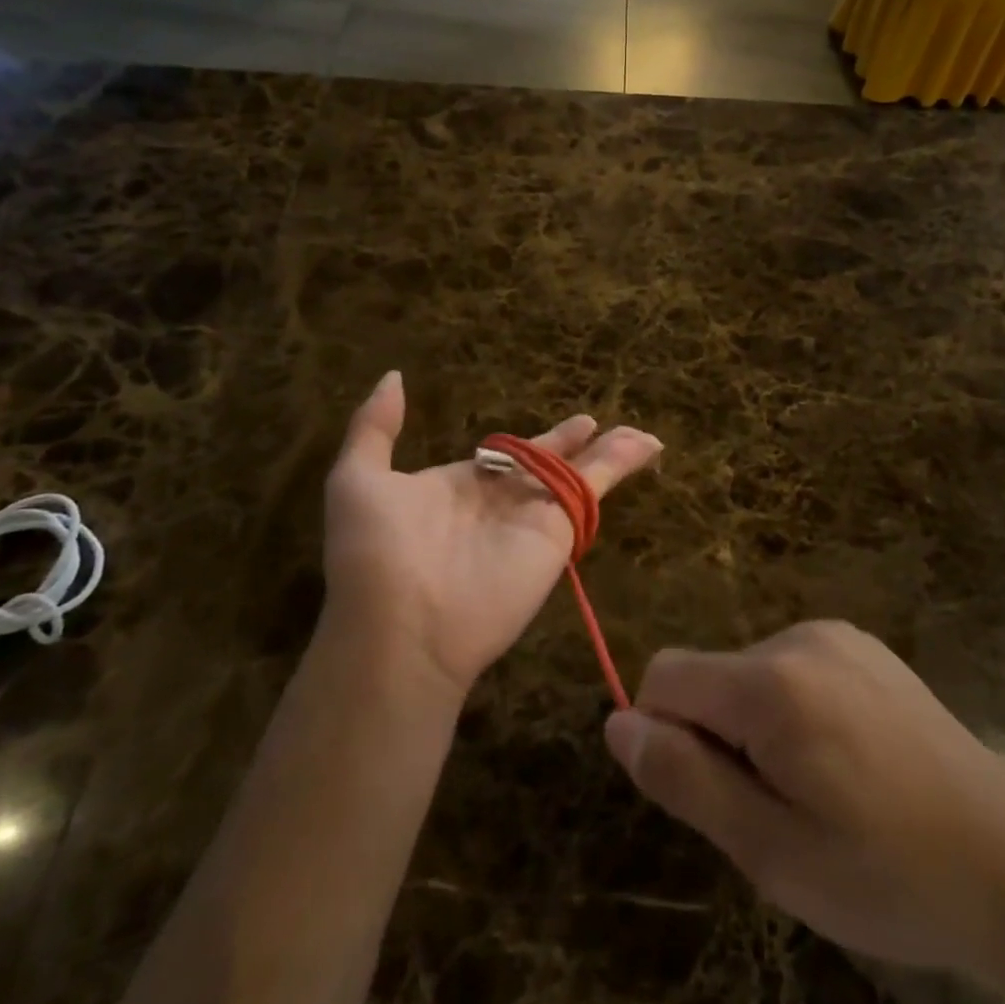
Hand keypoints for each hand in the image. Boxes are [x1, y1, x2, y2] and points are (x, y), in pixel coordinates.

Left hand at [321, 371, 662, 700]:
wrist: (403, 626)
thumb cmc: (375, 550)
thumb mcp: (358, 478)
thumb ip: (376, 426)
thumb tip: (393, 377)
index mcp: (462, 484)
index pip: (507, 455)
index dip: (533, 440)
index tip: (556, 427)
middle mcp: (503, 499)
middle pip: (549, 462)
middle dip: (574, 444)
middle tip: (596, 424)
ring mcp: (534, 514)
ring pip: (580, 473)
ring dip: (610, 452)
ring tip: (642, 436)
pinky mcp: (559, 529)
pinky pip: (594, 488)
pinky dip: (622, 465)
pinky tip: (647, 445)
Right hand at [603, 621, 1004, 972]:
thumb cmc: (887, 873)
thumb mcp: (770, 850)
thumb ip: (684, 779)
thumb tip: (618, 724)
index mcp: (771, 681)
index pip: (664, 676)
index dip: (666, 736)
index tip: (713, 795)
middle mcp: (799, 638)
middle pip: (709, 676)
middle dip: (719, 739)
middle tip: (778, 813)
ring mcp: (839, 636)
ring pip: (749, 675)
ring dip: (757, 729)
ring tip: (821, 794)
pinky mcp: (866, 648)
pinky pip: (792, 669)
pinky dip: (793, 712)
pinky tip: (849, 763)